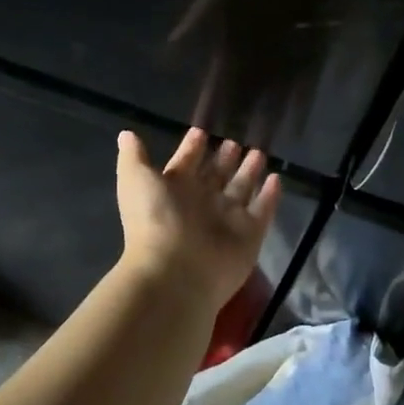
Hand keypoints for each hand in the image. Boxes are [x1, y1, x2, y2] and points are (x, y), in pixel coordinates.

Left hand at [115, 127, 282, 312]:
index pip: (186, 163)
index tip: (201, 132)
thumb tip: (126, 134)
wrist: (175, 272)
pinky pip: (263, 210)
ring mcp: (227, 219)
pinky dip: (270, 195)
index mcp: (174, 189)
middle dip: (225, 158)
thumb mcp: (136, 180)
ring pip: (241, 189)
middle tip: (236, 141)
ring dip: (249, 171)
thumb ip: (133, 156)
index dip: (192, 148)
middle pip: (216, 175)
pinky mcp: (250, 235)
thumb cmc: (155, 220)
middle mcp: (201, 203)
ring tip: (259, 153)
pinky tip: (277, 178)